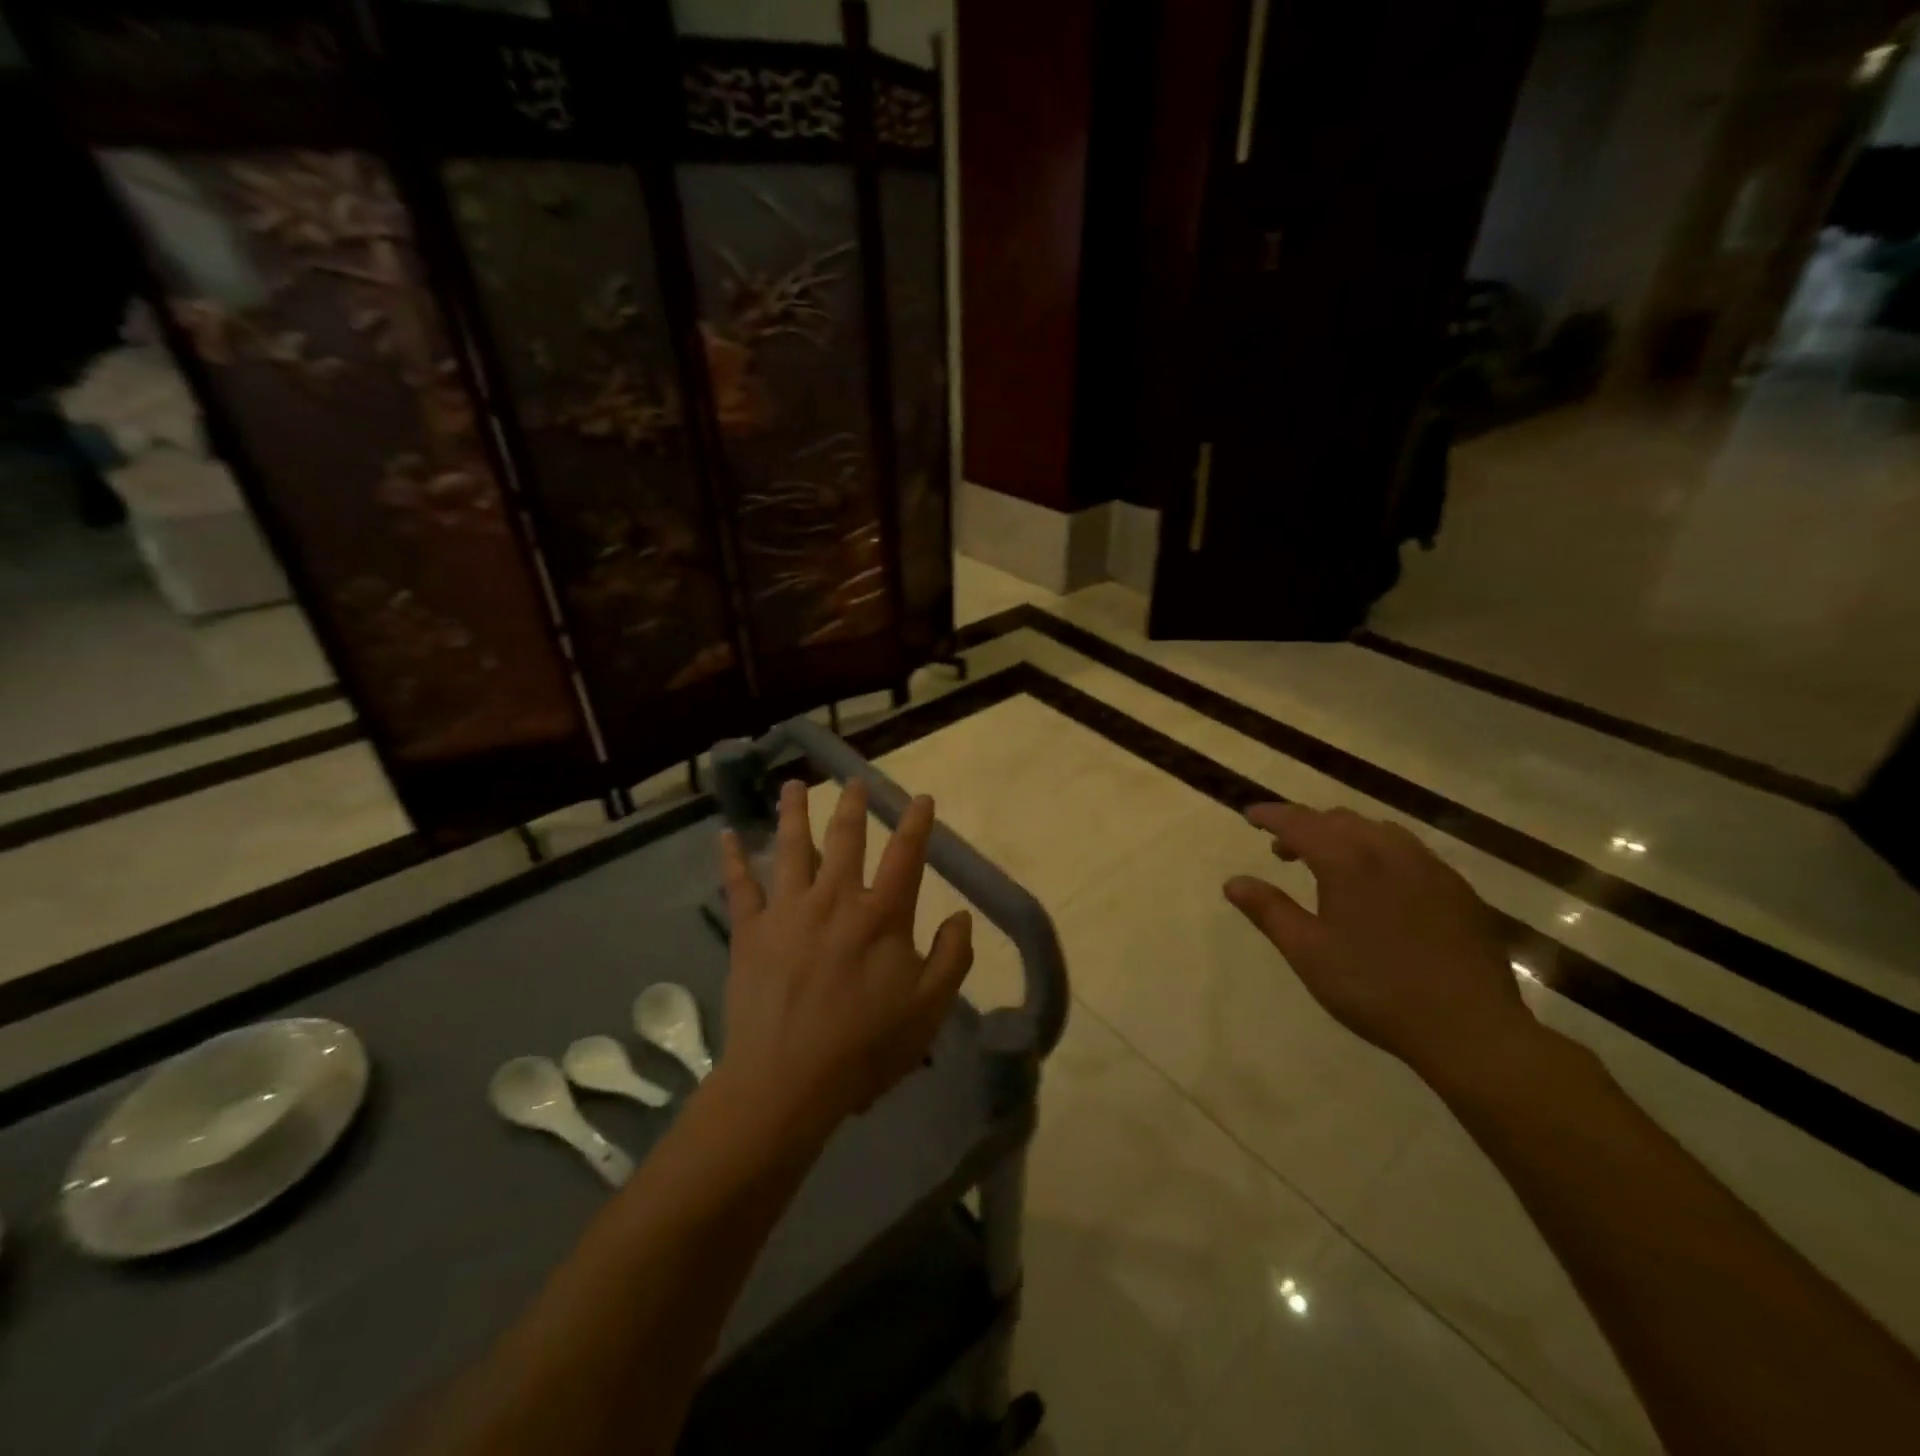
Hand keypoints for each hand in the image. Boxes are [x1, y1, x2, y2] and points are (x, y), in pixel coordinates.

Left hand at [717, 778, 973, 1134]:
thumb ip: (952, 957)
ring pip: (791, 847)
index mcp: (882, 915)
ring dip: (793, 812)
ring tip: (793, 785)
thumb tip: (962, 916)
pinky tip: (726, 835)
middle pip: (845, 838)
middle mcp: (835, 898)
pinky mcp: (751, 930)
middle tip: (852, 780)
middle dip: (852, 805)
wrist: (788, 1080)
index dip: (916, 823)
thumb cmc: (865, 1047)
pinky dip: (732, 858)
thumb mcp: (929, 1008)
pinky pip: (740, 885)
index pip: (906, 855)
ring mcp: (789, 910)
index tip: (921, 798)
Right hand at [1223, 803, 1538, 1085]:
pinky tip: (1381, 886)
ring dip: (1345, 836)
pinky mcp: (1458, 890)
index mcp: (1348, 863)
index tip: (1250, 815)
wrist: (1469, 1027)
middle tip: (1283, 851)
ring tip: (1331, 864)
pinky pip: (1410, 852)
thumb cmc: (1374, 988)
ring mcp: (1430, 868)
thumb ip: (1269, 911)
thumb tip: (1233, 882)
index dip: (1272, 815)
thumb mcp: (1307, 953)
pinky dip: (1380, 852)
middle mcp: (1389, 852)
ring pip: (1378, 831)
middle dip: (1306, 826)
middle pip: (1340, 820)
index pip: (1300, 822)